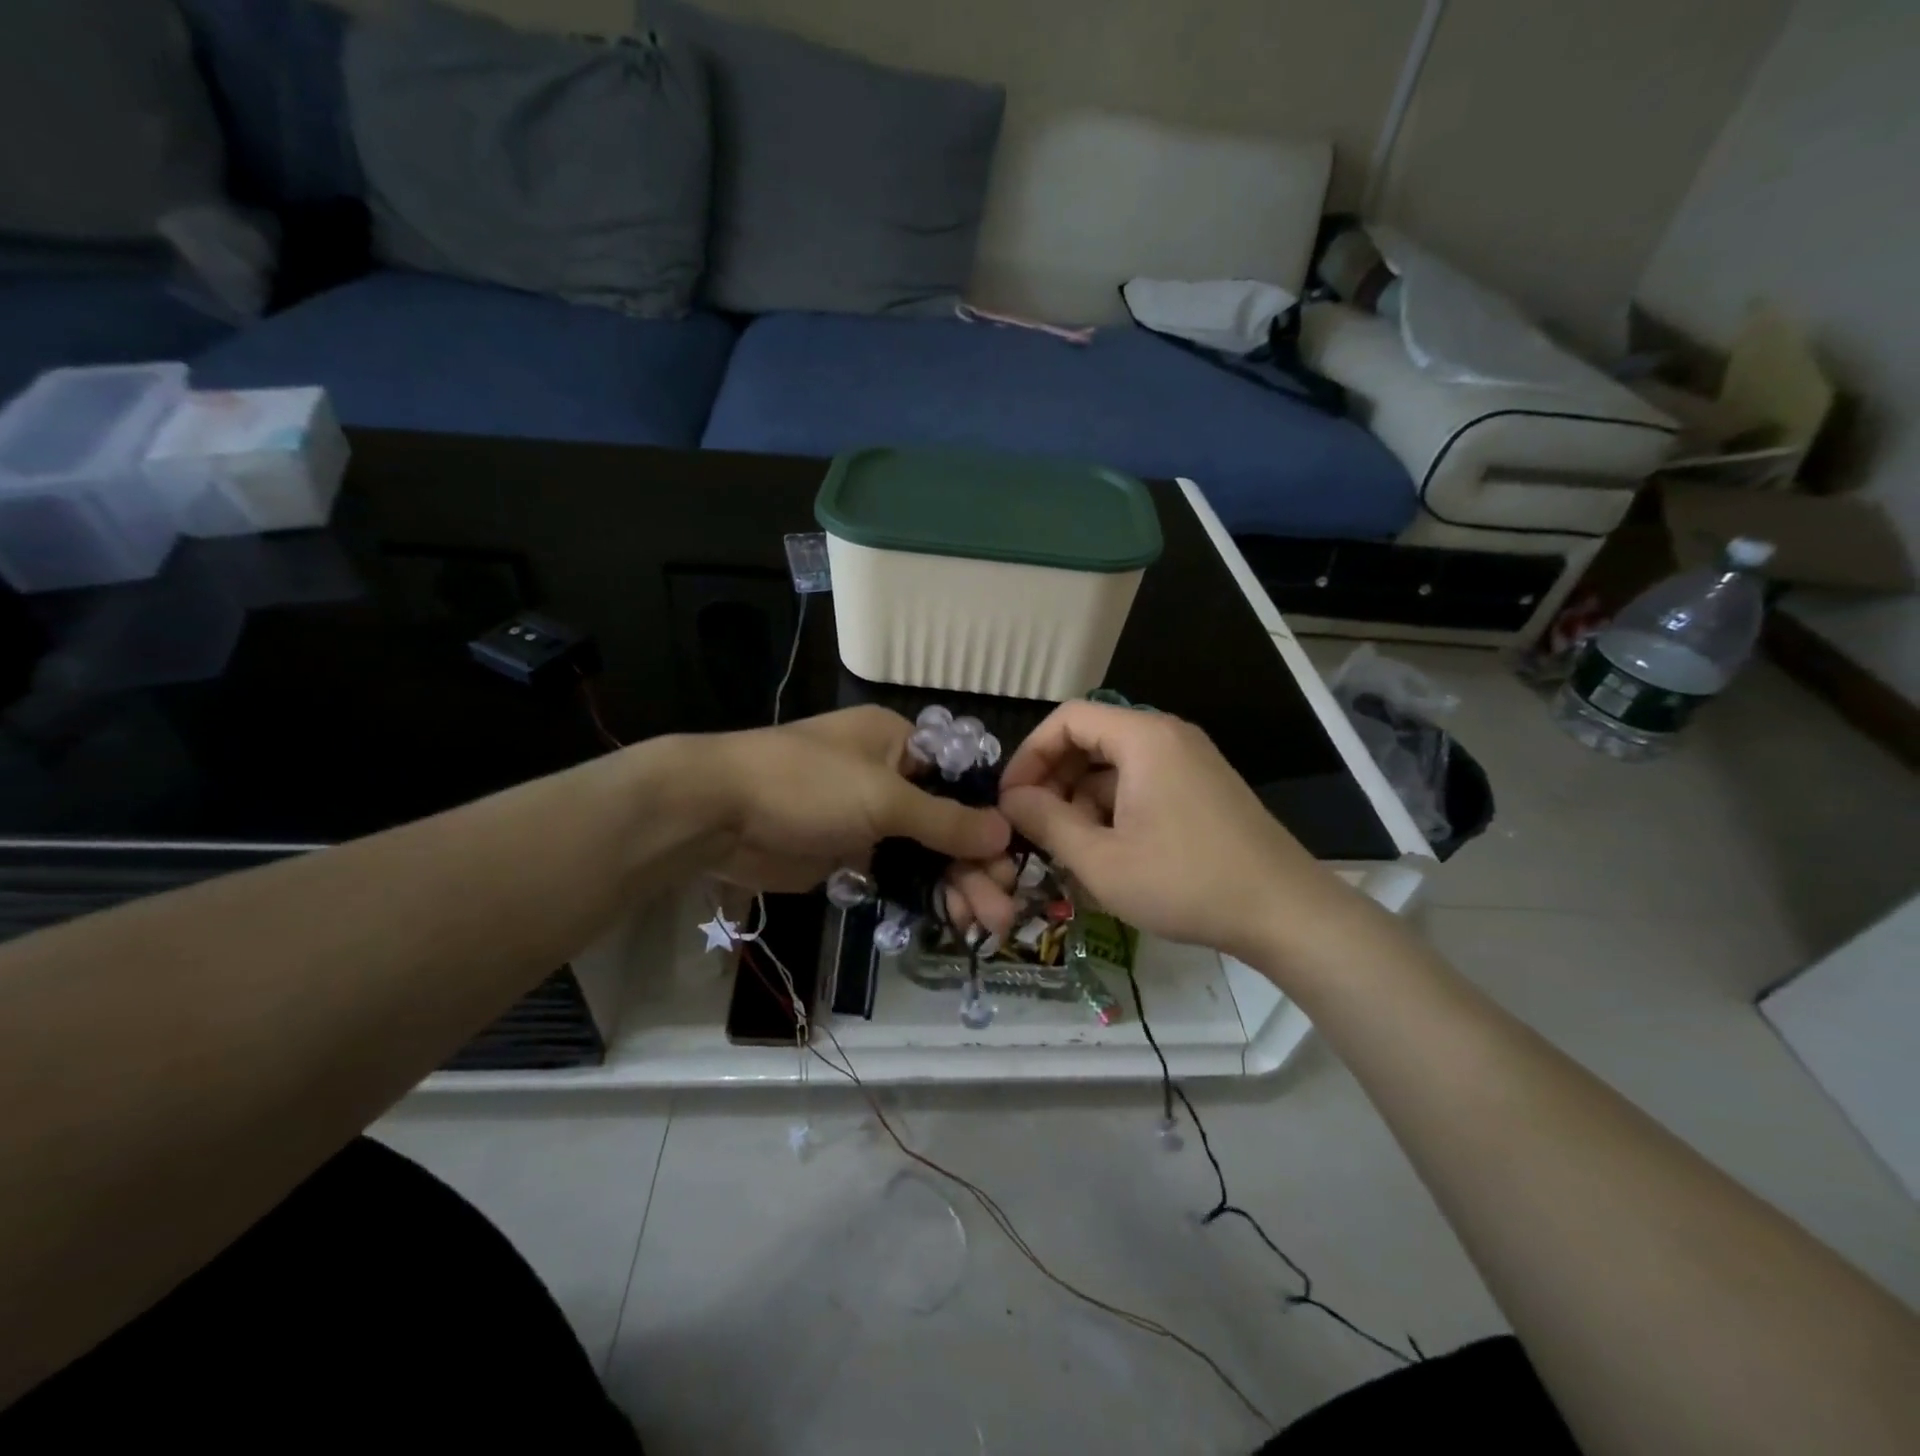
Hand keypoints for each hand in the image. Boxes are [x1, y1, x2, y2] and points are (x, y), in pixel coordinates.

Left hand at [691, 706, 1010, 898]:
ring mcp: (868, 818)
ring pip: (926, 854)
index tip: (1014, 861)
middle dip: (976, 865)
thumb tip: (1005, 832)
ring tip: (983, 927)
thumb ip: (946, 820)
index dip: (991, 820)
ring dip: (955, 886)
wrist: (716, 814)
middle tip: (1003, 912)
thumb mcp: (883, 798)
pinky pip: (897, 875)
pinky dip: (922, 896)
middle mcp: (890, 777)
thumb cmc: (805, 786)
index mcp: (899, 743)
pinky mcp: (848, 854)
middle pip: (948, 823)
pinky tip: (950, 922)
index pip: (962, 780)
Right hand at [997, 701, 1349, 960]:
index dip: (1029, 755)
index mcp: (1143, 738)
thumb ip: (1047, 822)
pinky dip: (1114, 807)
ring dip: (1081, 798)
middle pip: (1091, 738)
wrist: (1285, 912)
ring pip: (1115, 764)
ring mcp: (1190, 760)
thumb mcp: (1101, 860)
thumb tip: (1011, 800)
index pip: (1067, 719)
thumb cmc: (1185, 883)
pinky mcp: (1202, 787)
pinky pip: (1142, 782)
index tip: (1010, 800)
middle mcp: (1167, 736)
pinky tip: (1107, 851)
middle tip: (1034, 826)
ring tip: (1068, 847)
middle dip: (1054, 779)